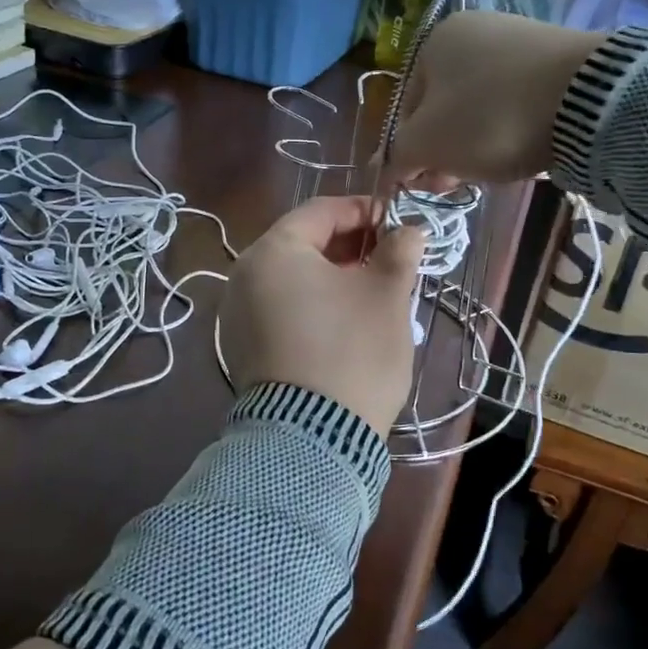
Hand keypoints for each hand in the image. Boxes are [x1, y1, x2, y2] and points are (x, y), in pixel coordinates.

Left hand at [222, 197, 426, 435]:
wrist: (313, 437)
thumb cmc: (352, 351)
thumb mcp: (387, 296)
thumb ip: (399, 253)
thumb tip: (410, 231)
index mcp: (273, 251)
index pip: (321, 211)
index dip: (364, 211)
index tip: (398, 223)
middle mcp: (244, 275)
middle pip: (302, 243)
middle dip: (349, 245)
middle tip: (390, 257)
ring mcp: (236, 313)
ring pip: (291, 278)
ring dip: (332, 276)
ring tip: (372, 289)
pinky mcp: (240, 346)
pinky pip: (279, 308)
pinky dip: (310, 303)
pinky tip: (343, 321)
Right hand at [383, 12, 600, 189]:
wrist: (587, 99)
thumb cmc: (489, 117)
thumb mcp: (428, 144)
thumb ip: (397, 157)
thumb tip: (378, 170)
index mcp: (434, 41)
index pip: (406, 109)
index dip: (412, 152)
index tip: (429, 183)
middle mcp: (473, 30)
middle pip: (444, 107)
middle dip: (446, 150)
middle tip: (458, 183)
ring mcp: (517, 39)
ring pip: (480, 106)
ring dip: (477, 143)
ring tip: (495, 168)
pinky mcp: (556, 57)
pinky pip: (517, 100)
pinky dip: (512, 126)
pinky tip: (524, 146)